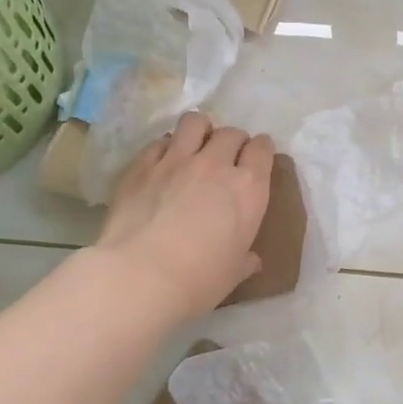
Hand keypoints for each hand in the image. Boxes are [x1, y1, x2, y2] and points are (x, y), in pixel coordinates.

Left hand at [95, 112, 275, 322]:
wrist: (139, 276)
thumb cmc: (198, 280)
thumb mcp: (232, 274)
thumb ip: (244, 259)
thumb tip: (251, 259)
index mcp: (248, 189)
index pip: (263, 149)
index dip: (261, 150)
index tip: (257, 158)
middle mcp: (216, 165)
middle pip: (231, 133)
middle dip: (233, 141)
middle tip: (227, 158)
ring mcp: (176, 160)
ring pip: (195, 122)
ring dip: (200, 130)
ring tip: (196, 145)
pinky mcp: (142, 166)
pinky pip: (159, 142)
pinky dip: (166, 147)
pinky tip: (163, 163)